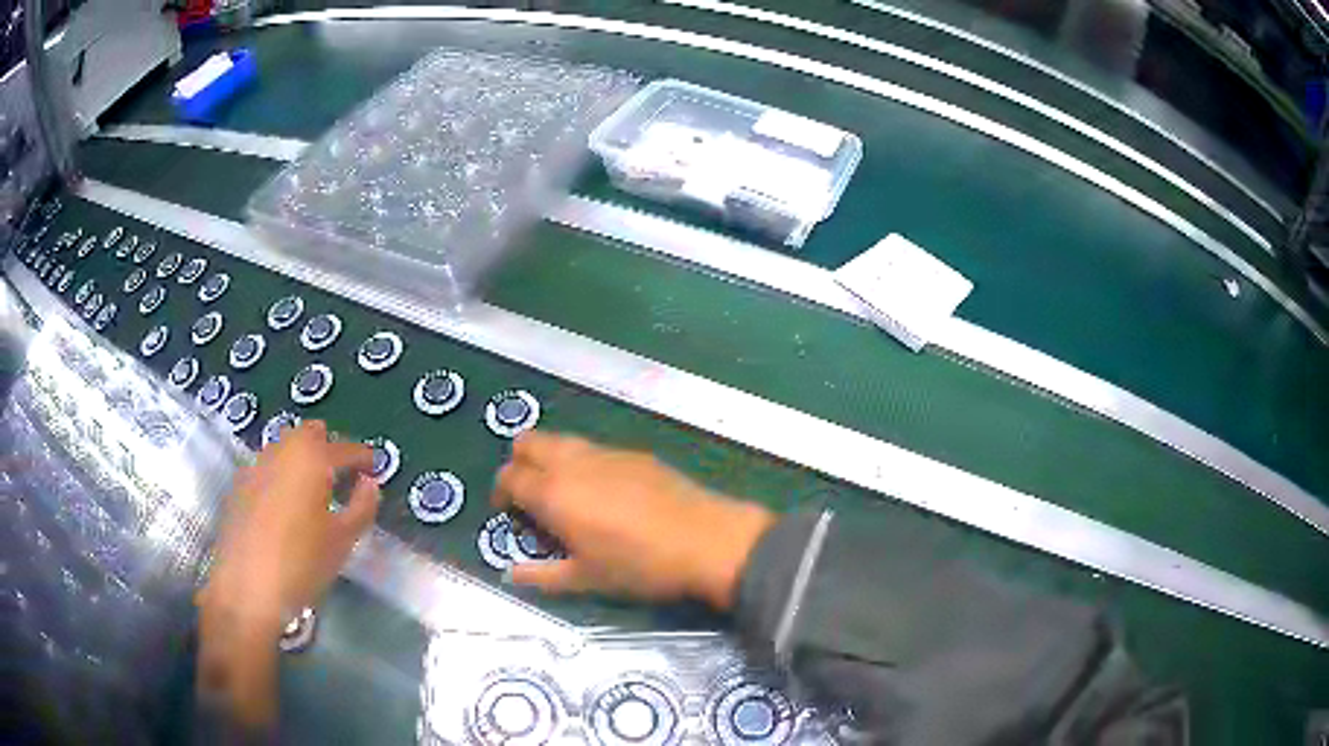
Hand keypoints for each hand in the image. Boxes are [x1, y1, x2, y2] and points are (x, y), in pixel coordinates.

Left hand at [196, 421, 378, 725]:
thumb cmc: (302, 564)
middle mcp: (282, 450)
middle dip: (329, 448)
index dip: (364, 457)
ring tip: (315, 492)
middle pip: (310, 433)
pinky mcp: (239, 485)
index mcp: (311, 458)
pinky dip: (282, 475)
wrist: (247, 589)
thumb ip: (362, 506)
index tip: (376, 468)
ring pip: (285, 447)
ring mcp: (256, 465)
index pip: (345, 448)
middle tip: (344, 477)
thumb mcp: (343, 540)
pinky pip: (268, 466)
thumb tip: (369, 483)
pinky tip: (286, 506)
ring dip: (303, 459)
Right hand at [492, 432, 774, 610]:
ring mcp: (605, 452)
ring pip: (561, 439)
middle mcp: (573, 462)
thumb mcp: (587, 580)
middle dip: (518, 464)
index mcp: (553, 493)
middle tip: (530, 496)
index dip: (501, 494)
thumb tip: (512, 575)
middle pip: (527, 442)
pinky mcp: (633, 453)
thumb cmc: (640, 566)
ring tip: (565, 495)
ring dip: (550, 459)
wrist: (707, 541)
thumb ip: (542, 575)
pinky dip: (581, 462)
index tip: (509, 514)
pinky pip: (593, 448)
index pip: (508, 477)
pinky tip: (603, 493)